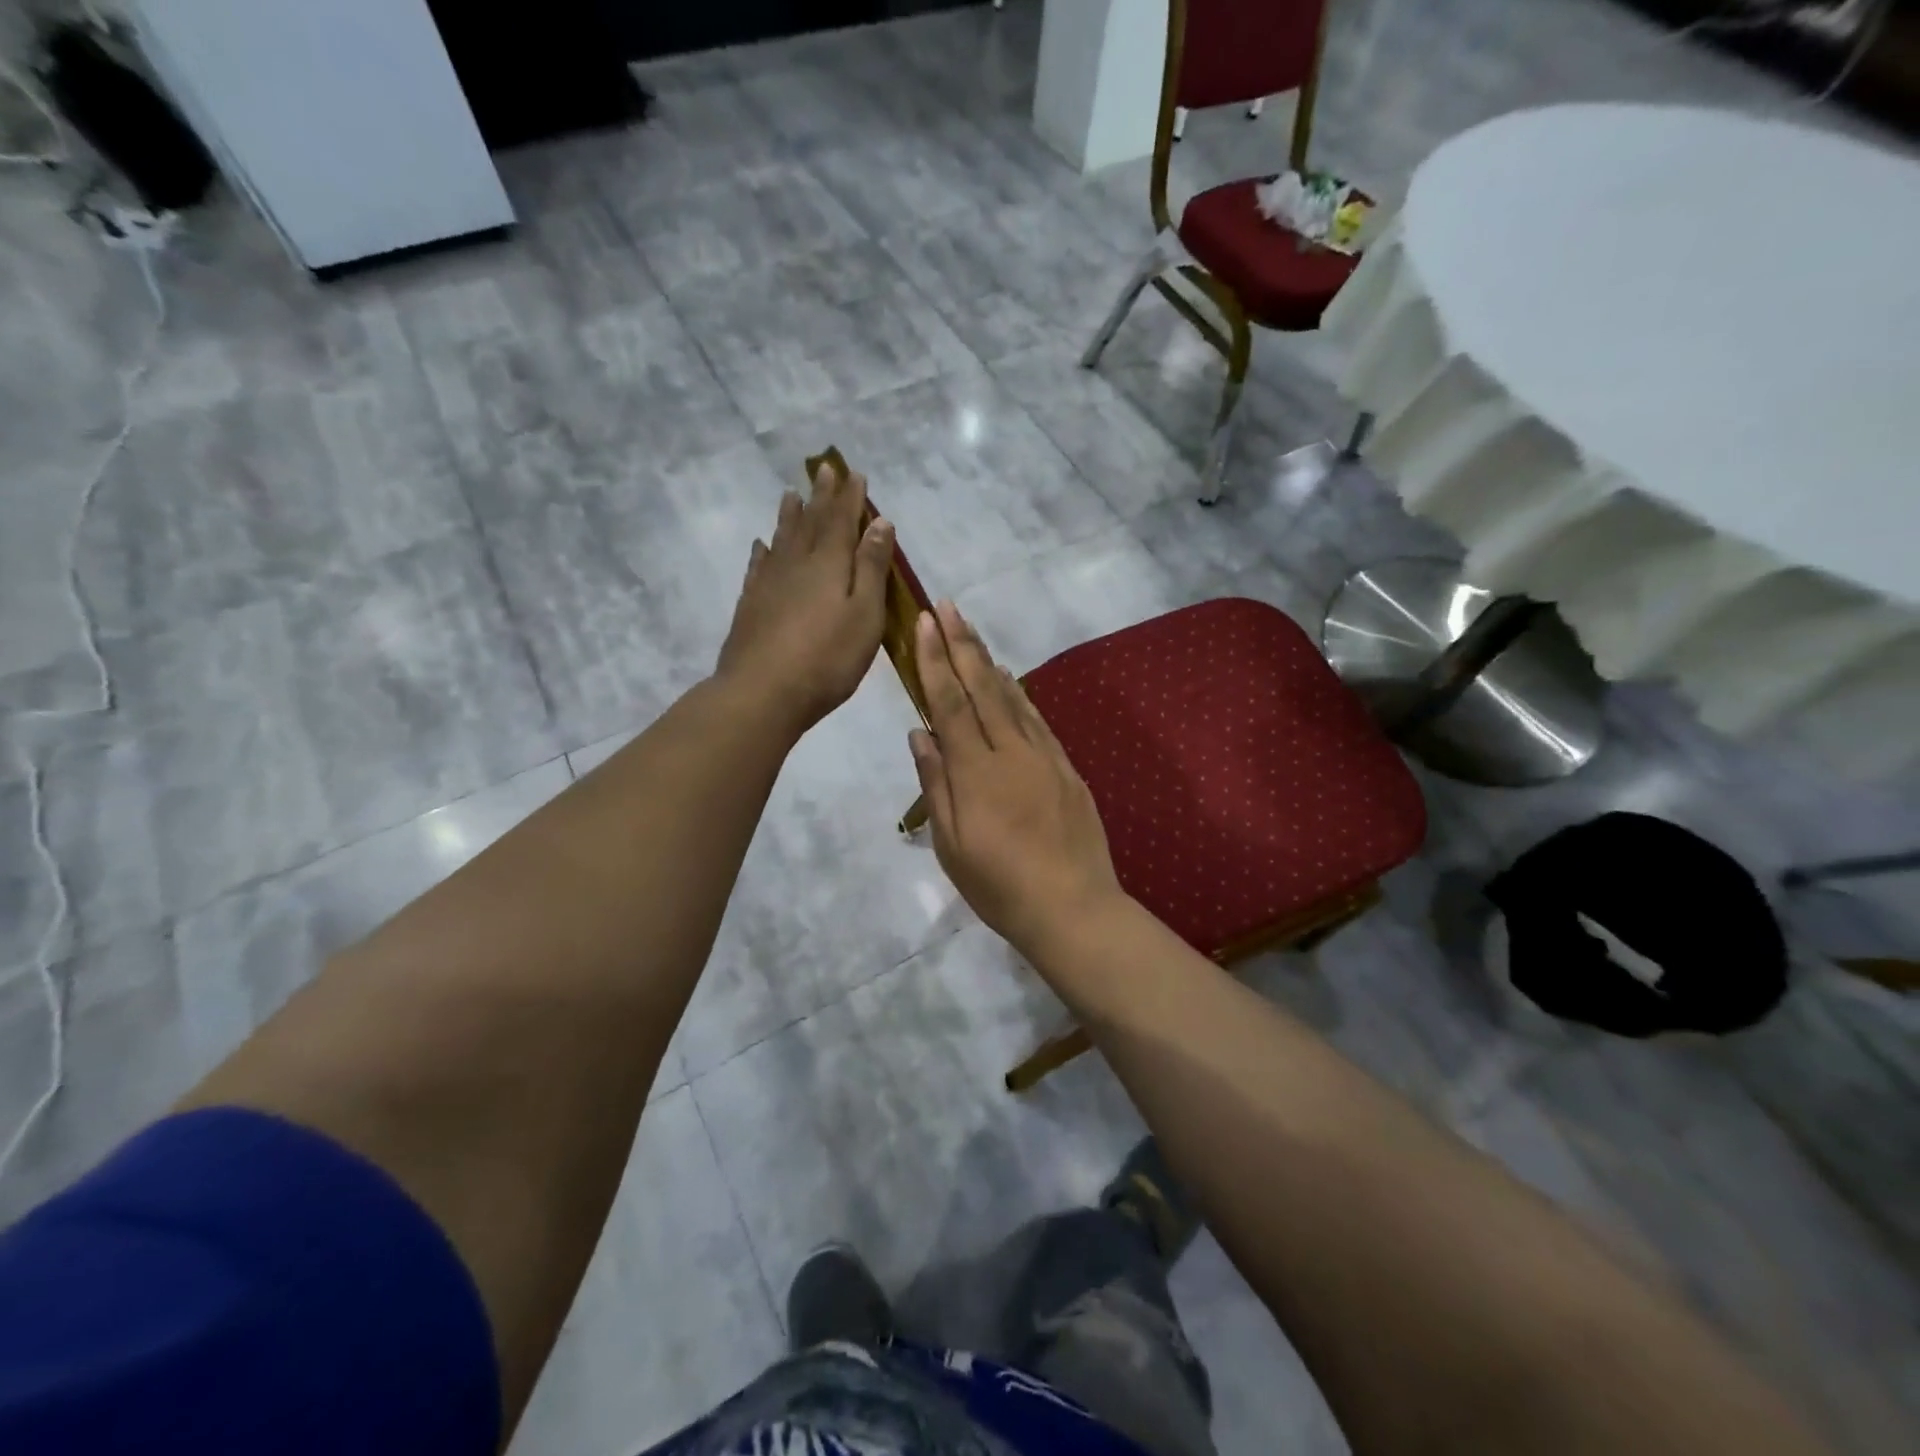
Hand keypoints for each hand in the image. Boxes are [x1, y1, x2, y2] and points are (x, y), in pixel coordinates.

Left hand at [715, 462, 893, 734]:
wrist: (763, 693)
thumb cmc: (827, 659)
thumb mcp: (865, 615)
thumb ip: (871, 568)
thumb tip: (879, 523)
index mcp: (829, 564)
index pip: (842, 520)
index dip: (850, 497)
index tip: (854, 473)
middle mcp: (796, 563)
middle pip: (811, 522)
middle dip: (821, 496)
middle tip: (824, 469)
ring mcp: (769, 583)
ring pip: (782, 538)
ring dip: (790, 515)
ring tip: (792, 494)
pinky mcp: (751, 605)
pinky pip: (759, 566)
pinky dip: (764, 551)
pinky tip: (762, 545)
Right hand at [909, 601, 1127, 959]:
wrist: (1074, 908)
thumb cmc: (1000, 886)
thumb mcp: (952, 846)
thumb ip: (936, 784)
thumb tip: (920, 733)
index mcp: (977, 772)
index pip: (950, 703)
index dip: (934, 661)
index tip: (924, 623)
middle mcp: (1012, 752)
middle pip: (983, 688)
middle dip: (962, 644)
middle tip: (948, 606)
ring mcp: (1045, 757)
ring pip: (1013, 697)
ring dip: (989, 661)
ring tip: (972, 632)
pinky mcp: (1067, 768)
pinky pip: (1038, 720)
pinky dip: (1020, 694)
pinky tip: (1011, 680)